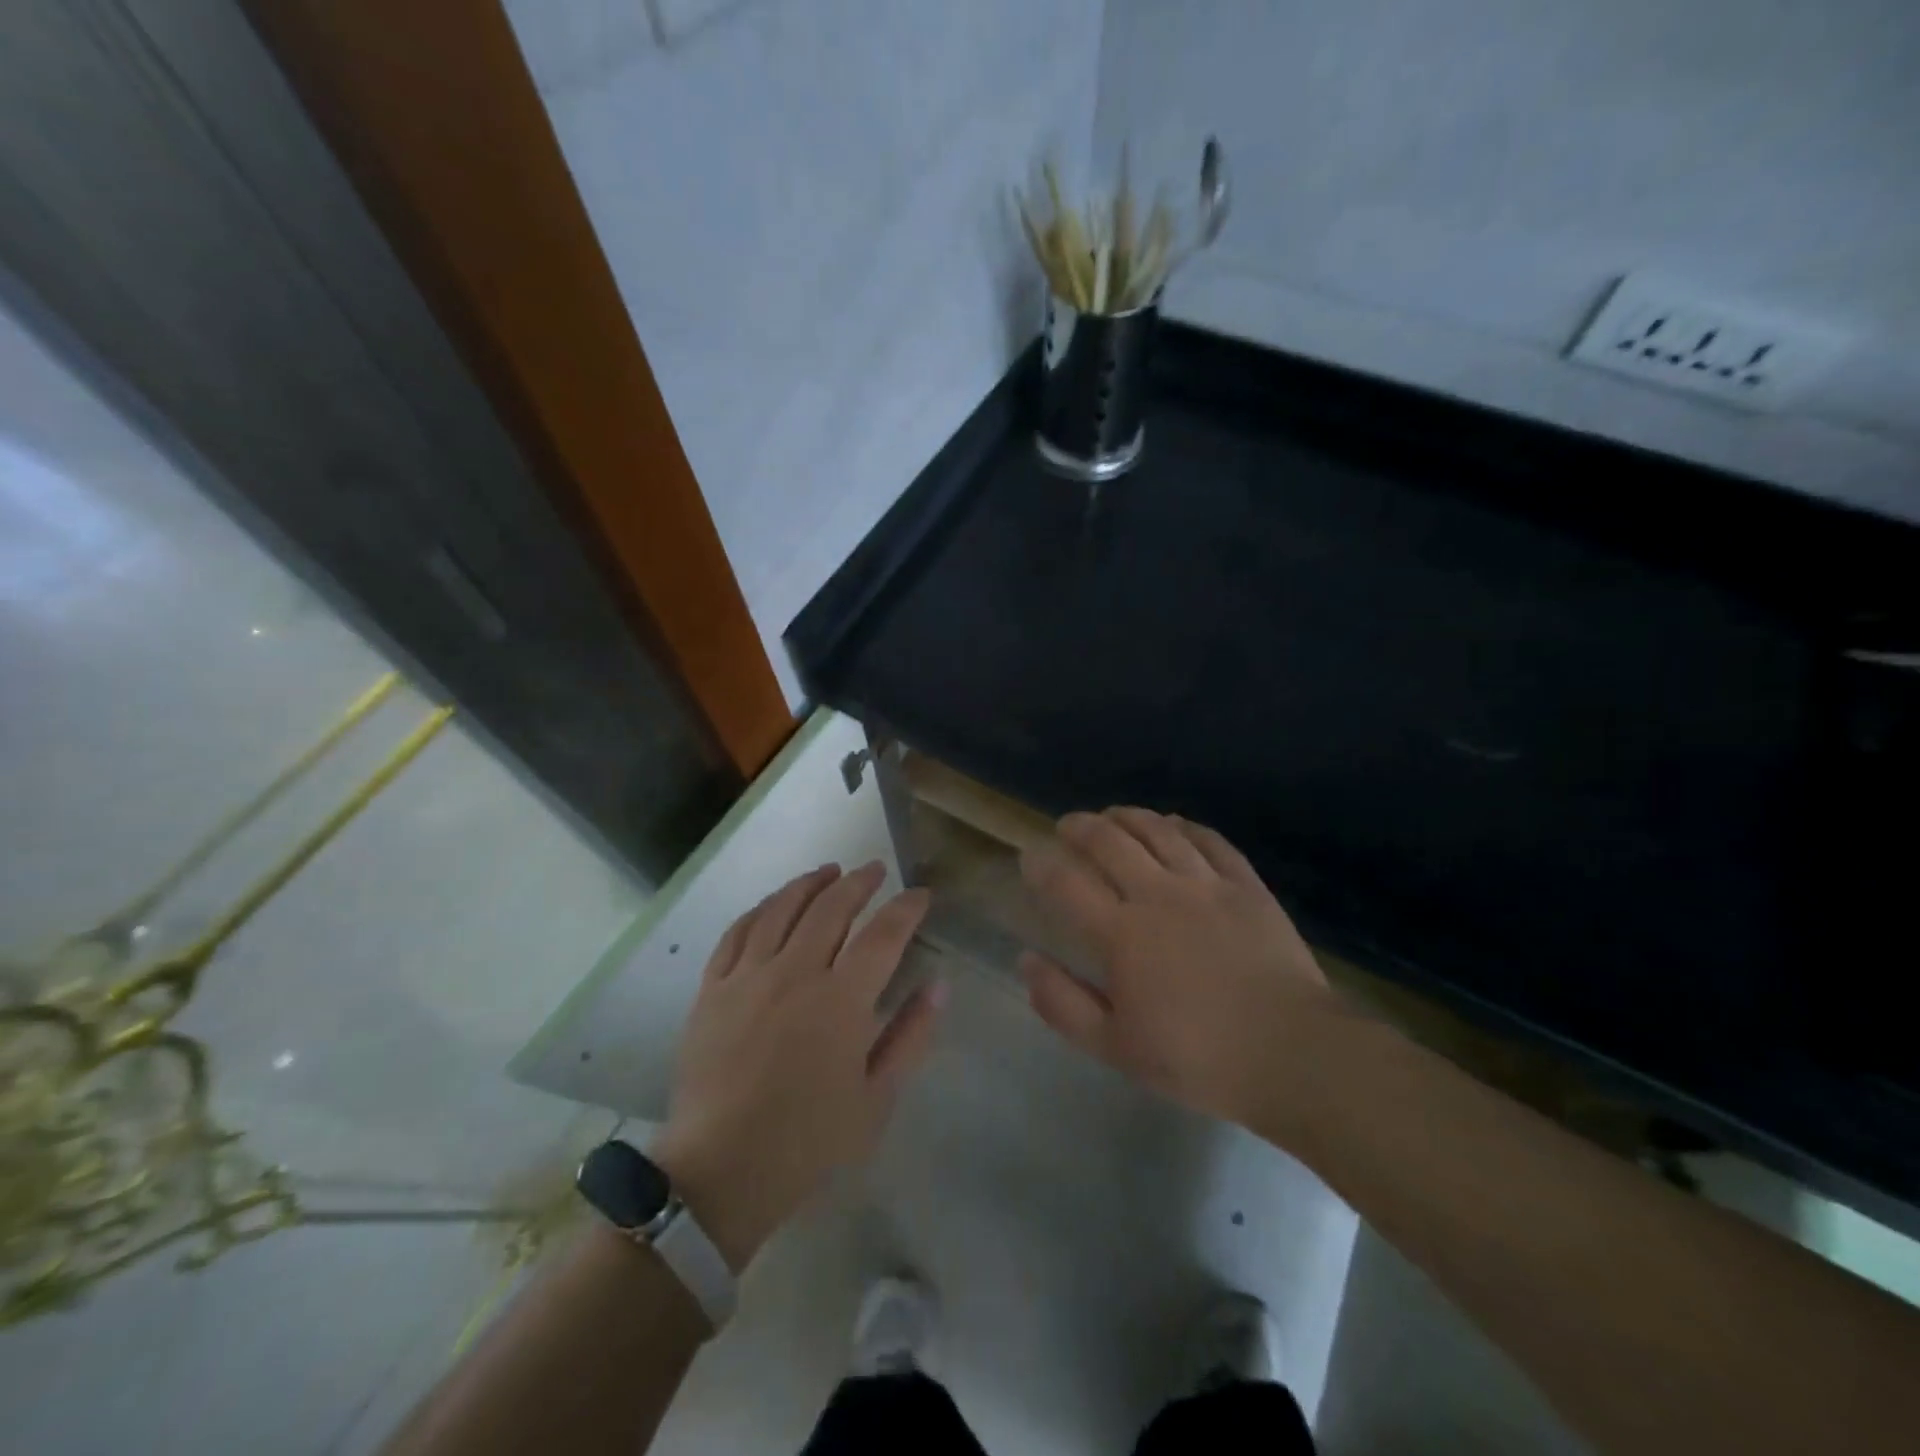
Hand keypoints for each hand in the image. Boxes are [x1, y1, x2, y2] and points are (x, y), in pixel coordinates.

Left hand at [652, 863, 942, 1271]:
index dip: (906, 908)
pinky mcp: (712, 988)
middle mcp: (795, 973)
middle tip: (875, 869)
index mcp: (841, 1001)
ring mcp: (748, 976)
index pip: (883, 935)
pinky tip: (774, 903)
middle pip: (831, 908)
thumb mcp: (876, 1098)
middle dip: (859, 882)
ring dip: (810, 883)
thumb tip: (939, 984)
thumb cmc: (808, 1141)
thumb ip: (911, 1035)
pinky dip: (761, 908)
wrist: (720, 1171)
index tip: (920, 894)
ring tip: (829, 871)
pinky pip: (737, 932)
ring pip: (782, 909)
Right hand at [1019, 808, 1347, 1133]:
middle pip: (1110, 842)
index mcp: (1121, 933)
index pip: (1067, 883)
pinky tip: (1174, 824)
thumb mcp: (1115, 1047)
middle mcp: (1158, 895)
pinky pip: (1210, 841)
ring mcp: (1206, 884)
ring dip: (1128, 816)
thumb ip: (1063, 1003)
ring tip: (1112, 814)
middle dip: (1080, 827)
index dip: (1041, 864)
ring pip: (1158, 831)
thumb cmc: (1196, 1058)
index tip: (1030, 856)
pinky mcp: (1246, 886)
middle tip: (1068, 825)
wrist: (1291, 1053)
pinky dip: (1185, 827)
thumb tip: (1026, 959)